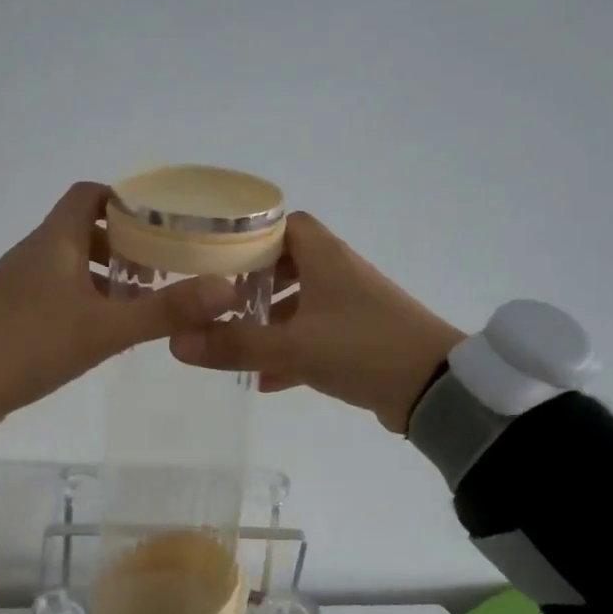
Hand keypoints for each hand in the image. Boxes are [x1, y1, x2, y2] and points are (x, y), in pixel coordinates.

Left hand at [0, 183, 235, 434]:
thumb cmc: (29, 344)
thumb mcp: (105, 329)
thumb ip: (165, 310)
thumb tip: (227, 288)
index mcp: (55, 241)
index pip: (90, 195)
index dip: (127, 201)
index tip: (165, 221)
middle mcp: (36, 253)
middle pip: (85, 230)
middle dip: (127, 243)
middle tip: (167, 265)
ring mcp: (21, 284)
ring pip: (72, 264)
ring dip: (108, 275)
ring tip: (146, 299)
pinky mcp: (14, 314)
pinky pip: (59, 293)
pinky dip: (88, 300)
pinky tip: (109, 330)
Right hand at [169, 212, 465, 432]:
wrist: (435, 388)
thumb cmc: (363, 349)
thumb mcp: (293, 347)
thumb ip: (235, 345)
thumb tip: (177, 343)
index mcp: (324, 256)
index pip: (281, 225)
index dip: (246, 238)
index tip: (212, 259)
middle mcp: (338, 272)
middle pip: (286, 266)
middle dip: (251, 286)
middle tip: (217, 307)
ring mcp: (352, 306)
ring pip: (300, 304)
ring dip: (269, 323)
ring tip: (234, 344)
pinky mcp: (361, 338)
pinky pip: (316, 336)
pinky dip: (291, 351)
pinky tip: (266, 380)